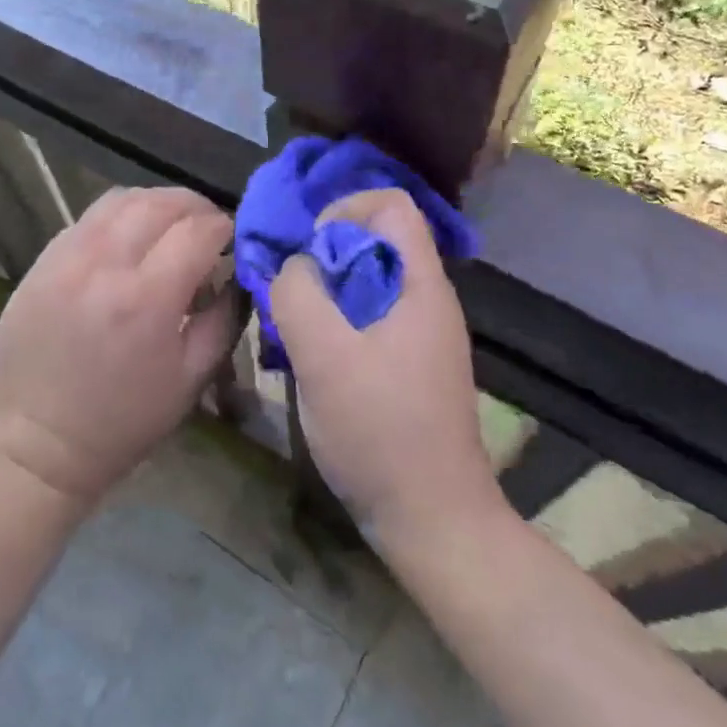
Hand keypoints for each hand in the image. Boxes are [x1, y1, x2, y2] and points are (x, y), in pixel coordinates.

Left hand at [0, 186, 236, 506]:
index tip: (233, 241)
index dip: (224, 228)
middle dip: (196, 208)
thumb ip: (225, 318)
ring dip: (157, 203)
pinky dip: (121, 216)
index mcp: (147, 298)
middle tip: (207, 229)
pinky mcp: (42, 259)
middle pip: (162, 202)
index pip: (199, 230)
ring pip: (123, 198)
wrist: (31, 444)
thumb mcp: (191, 379)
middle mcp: (105, 263)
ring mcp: (67, 255)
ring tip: (170, 227)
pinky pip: (90, 217)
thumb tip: (236, 274)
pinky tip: (129, 241)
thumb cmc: (120, 422)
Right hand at [270, 188, 505, 555]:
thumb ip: (299, 295)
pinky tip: (314, 360)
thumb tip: (294, 267)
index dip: (346, 210)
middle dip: (326, 256)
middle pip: (376, 242)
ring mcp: (423, 334)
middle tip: (292, 294)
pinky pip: (370, 318)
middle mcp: (428, 299)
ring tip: (295, 330)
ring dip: (327, 294)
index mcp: (422, 285)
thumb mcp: (324, 357)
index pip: (392, 205)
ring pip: (368, 283)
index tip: (311, 251)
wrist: (434, 522)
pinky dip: (338, 323)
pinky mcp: (411, 365)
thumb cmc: (381, 432)